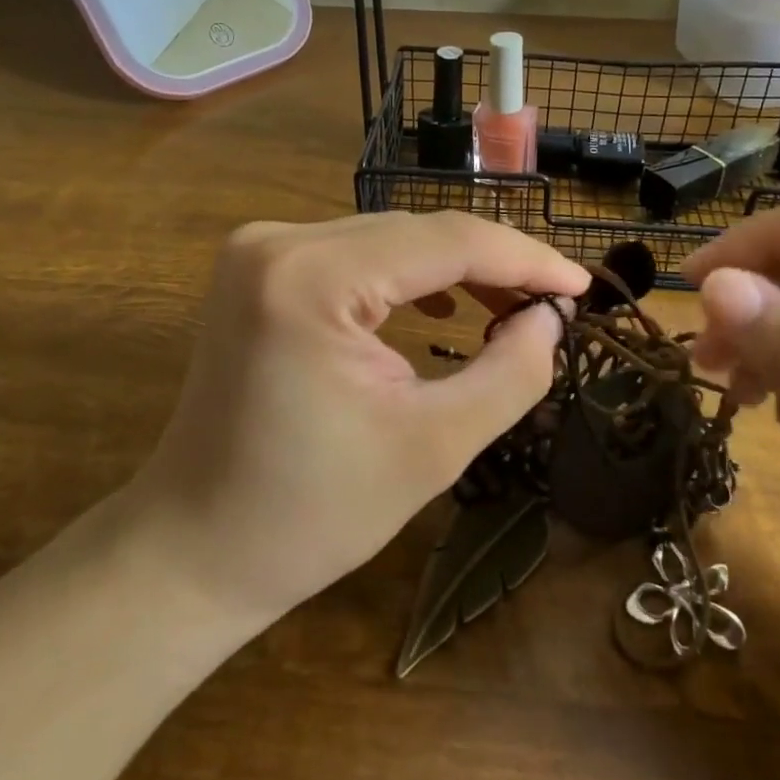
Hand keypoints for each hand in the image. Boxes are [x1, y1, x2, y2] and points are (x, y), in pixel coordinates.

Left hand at [129, 212, 588, 625]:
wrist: (196, 545)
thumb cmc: (312, 513)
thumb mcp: (434, 447)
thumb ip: (509, 373)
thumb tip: (551, 317)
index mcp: (311, 277)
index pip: (446, 240)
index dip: (525, 259)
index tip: (584, 288)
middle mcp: (278, 241)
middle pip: (416, 233)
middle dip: (493, 264)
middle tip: (555, 304)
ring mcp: (260, 249)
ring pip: (389, 239)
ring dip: (454, 268)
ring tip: (512, 306)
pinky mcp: (258, 269)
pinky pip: (355, 255)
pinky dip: (407, 276)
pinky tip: (442, 305)